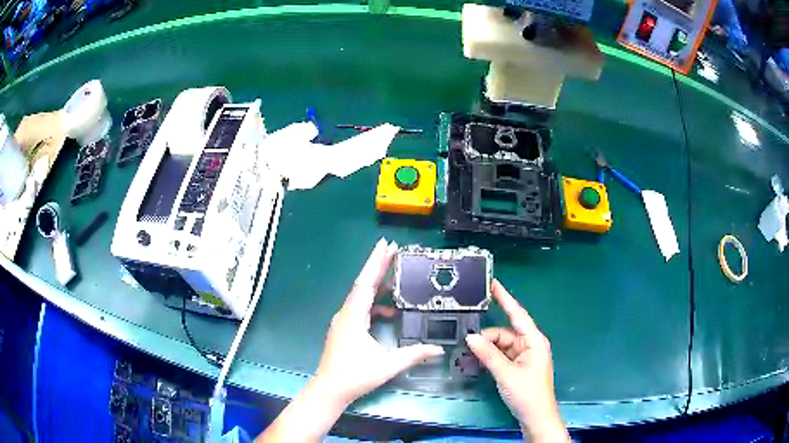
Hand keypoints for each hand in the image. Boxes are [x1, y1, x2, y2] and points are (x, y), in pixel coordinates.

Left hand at [313, 238, 443, 405]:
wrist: (330, 389)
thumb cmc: (355, 375)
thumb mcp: (388, 365)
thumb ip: (414, 355)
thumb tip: (439, 349)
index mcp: (353, 316)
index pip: (366, 283)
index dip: (376, 262)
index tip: (386, 244)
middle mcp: (346, 313)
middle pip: (364, 284)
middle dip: (378, 266)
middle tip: (394, 248)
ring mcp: (344, 321)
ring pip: (362, 296)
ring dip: (378, 285)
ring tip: (396, 276)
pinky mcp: (345, 329)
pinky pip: (361, 309)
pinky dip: (375, 305)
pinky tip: (389, 312)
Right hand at [465, 280, 568, 442]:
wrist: (536, 417)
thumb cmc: (527, 393)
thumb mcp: (506, 374)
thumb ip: (488, 354)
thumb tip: (470, 337)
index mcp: (534, 340)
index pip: (517, 314)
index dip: (504, 297)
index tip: (492, 282)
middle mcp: (530, 344)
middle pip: (505, 332)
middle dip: (488, 336)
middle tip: (466, 340)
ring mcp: (525, 356)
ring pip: (502, 345)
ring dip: (488, 348)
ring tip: (469, 353)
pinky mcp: (519, 366)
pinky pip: (503, 355)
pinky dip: (491, 356)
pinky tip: (478, 360)